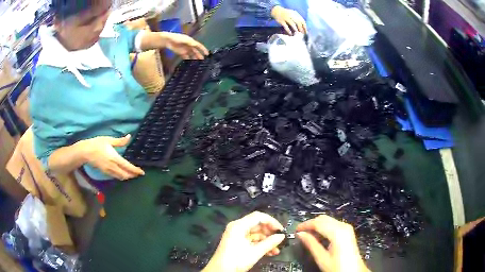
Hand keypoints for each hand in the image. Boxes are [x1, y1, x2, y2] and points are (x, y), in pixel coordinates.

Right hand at [79, 135, 144, 179]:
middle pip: (125, 175)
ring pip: (120, 177)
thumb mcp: (109, 140)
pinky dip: (120, 176)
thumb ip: (120, 141)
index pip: (128, 167)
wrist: (85, 152)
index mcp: (115, 158)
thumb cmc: (97, 144)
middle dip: (132, 175)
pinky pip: (115, 176)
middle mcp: (112, 167)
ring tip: (132, 174)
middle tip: (138, 174)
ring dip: (127, 177)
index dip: (135, 170)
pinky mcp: (104, 172)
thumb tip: (129, 137)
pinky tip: (122, 173)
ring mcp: (108, 171)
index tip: (142, 173)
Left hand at [161, 32, 208, 59]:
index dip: (203, 49)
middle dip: (199, 55)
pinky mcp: (181, 53)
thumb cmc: (177, 38)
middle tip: (203, 61)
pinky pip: (186, 56)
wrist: (168, 40)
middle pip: (196, 51)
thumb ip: (191, 42)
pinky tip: (190, 63)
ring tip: (198, 63)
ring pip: (191, 54)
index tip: (207, 54)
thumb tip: (196, 45)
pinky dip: (188, 59)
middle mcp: (189, 45)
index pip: (199, 45)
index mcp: (191, 41)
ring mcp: (185, 49)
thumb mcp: (185, 39)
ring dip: (194, 58)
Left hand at [202, 211, 285, 271]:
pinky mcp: (237, 242)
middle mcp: (237, 227)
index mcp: (239, 226)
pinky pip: (251, 240)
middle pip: (257, 225)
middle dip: (270, 233)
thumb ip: (270, 243)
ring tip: (276, 250)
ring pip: (256, 234)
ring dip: (267, 241)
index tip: (281, 230)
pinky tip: (269, 252)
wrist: (220, 271)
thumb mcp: (255, 252)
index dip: (272, 222)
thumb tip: (282, 236)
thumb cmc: (237, 260)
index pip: (258, 217)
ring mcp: (236, 235)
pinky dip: (260, 245)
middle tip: (280, 240)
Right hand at [270, 6, 306, 34]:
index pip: (302, 21)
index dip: (305, 26)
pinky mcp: (281, 21)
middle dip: (301, 28)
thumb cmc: (286, 14)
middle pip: (298, 22)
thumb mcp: (293, 14)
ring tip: (297, 33)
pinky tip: (290, 33)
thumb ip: (298, 18)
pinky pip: (286, 26)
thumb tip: (303, 27)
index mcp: (295, 14)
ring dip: (295, 29)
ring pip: (292, 24)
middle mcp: (291, 15)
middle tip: (302, 33)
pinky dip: (288, 31)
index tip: (306, 31)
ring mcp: (286, 18)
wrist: (276, 11)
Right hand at [296, 215, 369, 271]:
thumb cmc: (337, 266)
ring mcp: (347, 228)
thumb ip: (311, 244)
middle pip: (323, 218)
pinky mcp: (347, 231)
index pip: (318, 222)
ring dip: (317, 226)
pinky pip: (333, 224)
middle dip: (311, 224)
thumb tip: (300, 234)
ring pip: (328, 220)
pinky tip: (318, 237)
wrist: (353, 271)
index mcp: (337, 232)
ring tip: (307, 236)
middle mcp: (343, 226)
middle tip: (300, 233)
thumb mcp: (322, 258)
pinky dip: (324, 228)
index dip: (305, 225)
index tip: (295, 230)